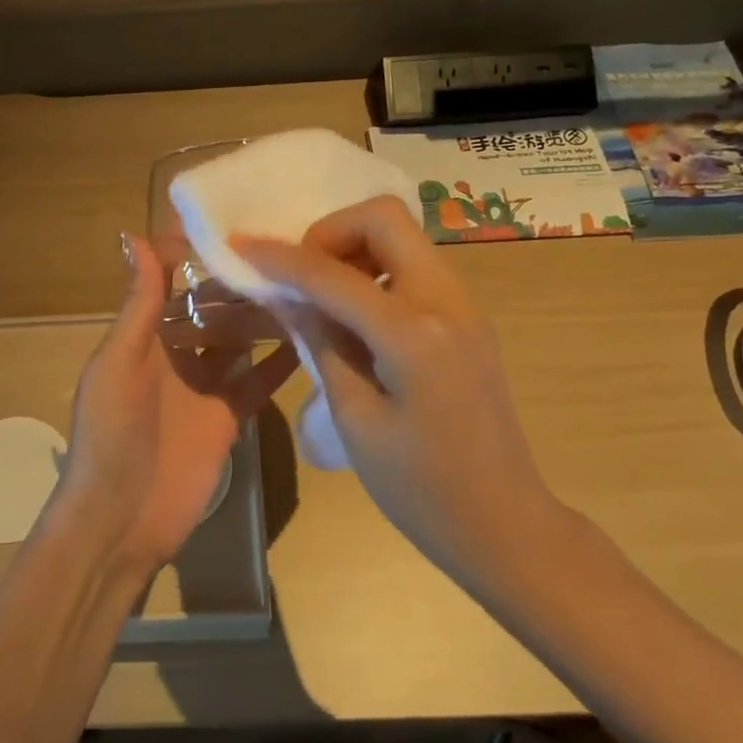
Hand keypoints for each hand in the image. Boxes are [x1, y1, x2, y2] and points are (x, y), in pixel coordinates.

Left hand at [52, 233, 297, 577]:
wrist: (121, 519)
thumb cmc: (111, 434)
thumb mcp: (118, 362)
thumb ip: (138, 304)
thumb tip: (136, 236)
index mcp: (144, 334)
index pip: (171, 279)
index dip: (195, 250)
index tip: (233, 216)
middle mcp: (177, 353)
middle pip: (214, 307)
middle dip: (242, 281)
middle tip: (288, 247)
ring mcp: (206, 385)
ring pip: (241, 339)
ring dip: (266, 315)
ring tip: (307, 283)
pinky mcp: (230, 416)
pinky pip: (259, 381)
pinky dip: (282, 362)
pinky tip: (313, 336)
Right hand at [233, 197, 563, 590]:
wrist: (504, 524)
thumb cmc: (420, 488)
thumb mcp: (355, 418)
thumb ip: (321, 342)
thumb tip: (286, 294)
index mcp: (413, 334)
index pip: (332, 274)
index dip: (279, 258)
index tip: (238, 248)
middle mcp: (446, 300)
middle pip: (384, 218)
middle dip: (330, 232)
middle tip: (301, 277)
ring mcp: (464, 305)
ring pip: (402, 236)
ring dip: (354, 249)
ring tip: (323, 298)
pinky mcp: (467, 317)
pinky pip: (414, 266)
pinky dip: (376, 270)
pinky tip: (355, 315)